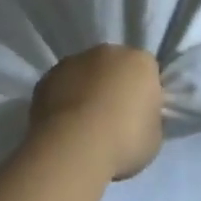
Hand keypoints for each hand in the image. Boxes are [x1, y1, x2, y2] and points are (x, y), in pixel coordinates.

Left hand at [28, 44, 164, 179]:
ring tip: (83, 125)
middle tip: (112, 118)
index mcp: (140, 62)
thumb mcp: (154, 136)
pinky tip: (63, 126)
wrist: (75, 147)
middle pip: (114, 65)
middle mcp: (107, 52)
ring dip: (86, 89)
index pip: (147, 71)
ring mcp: (74, 61)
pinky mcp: (46, 77)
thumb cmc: (124, 141)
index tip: (139, 115)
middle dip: (114, 85)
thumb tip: (139, 117)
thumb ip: (148, 118)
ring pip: (85, 73)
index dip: (143, 93)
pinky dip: (63, 100)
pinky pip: (61, 86)